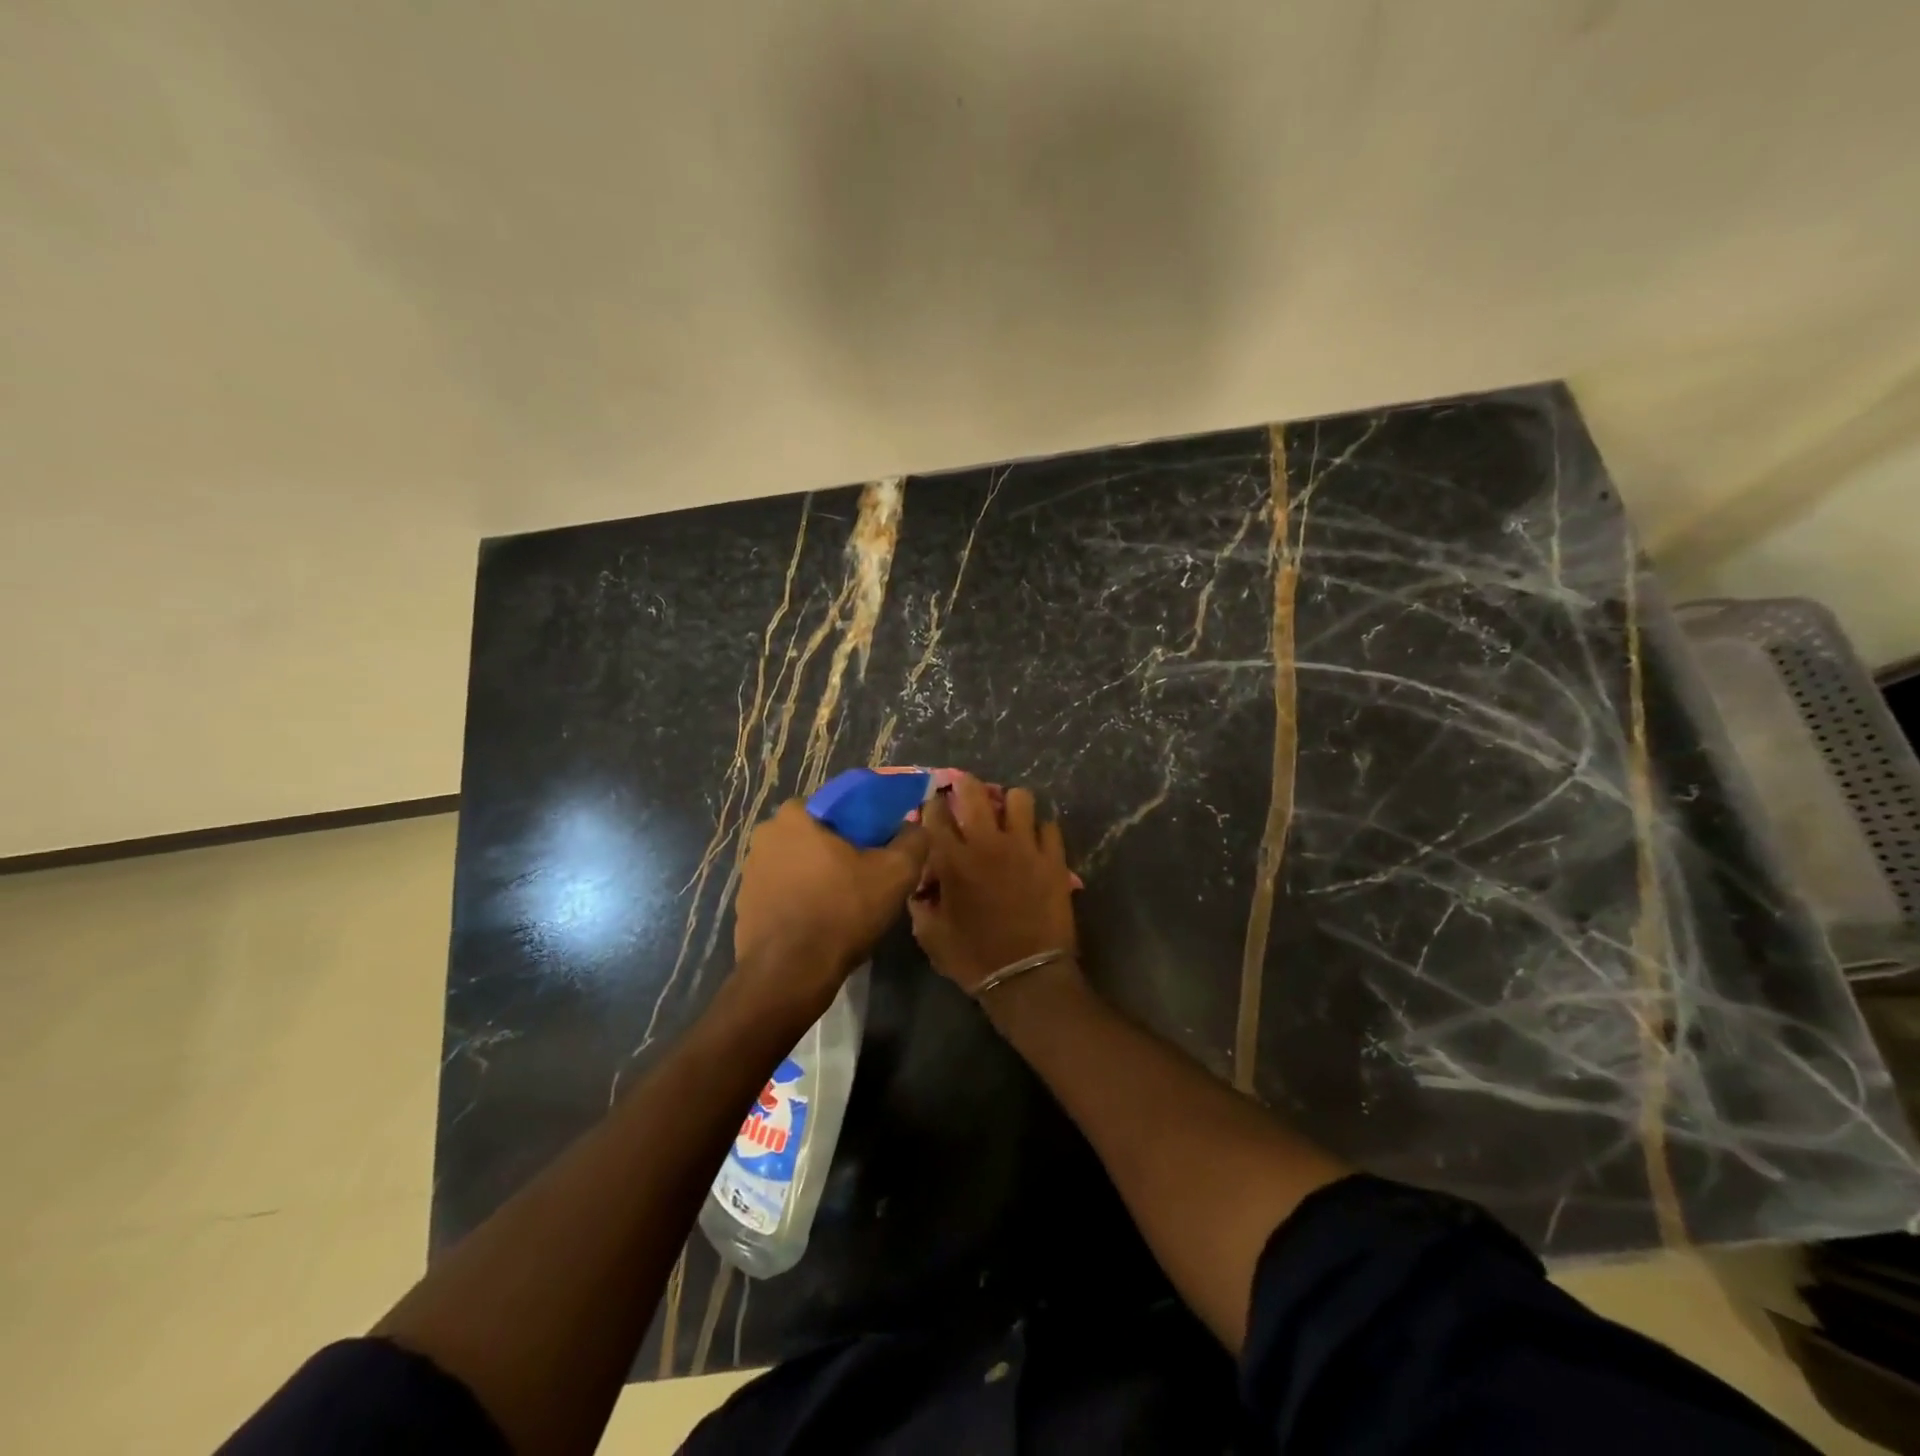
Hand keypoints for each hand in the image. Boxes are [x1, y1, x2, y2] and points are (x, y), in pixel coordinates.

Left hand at [732, 799, 929, 1021]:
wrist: (789, 975)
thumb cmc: (842, 911)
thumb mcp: (896, 872)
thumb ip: (913, 840)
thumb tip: (915, 827)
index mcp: (796, 815)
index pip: (840, 804)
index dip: (867, 823)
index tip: (883, 845)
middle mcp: (766, 834)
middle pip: (819, 834)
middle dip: (843, 850)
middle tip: (870, 875)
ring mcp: (750, 871)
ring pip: (800, 863)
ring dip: (821, 875)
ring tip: (848, 902)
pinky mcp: (745, 904)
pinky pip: (784, 891)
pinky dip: (803, 899)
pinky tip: (823, 921)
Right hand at [909, 774, 1079, 994]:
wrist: (1026, 977)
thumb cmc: (973, 958)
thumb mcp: (931, 935)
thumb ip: (920, 902)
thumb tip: (919, 884)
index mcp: (952, 860)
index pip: (935, 814)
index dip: (932, 805)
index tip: (933, 807)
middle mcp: (987, 843)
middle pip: (974, 791)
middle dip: (965, 784)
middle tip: (966, 790)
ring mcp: (1024, 847)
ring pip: (1019, 798)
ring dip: (1010, 804)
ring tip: (1008, 816)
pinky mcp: (1053, 859)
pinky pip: (1049, 826)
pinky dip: (1040, 831)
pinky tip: (1035, 843)